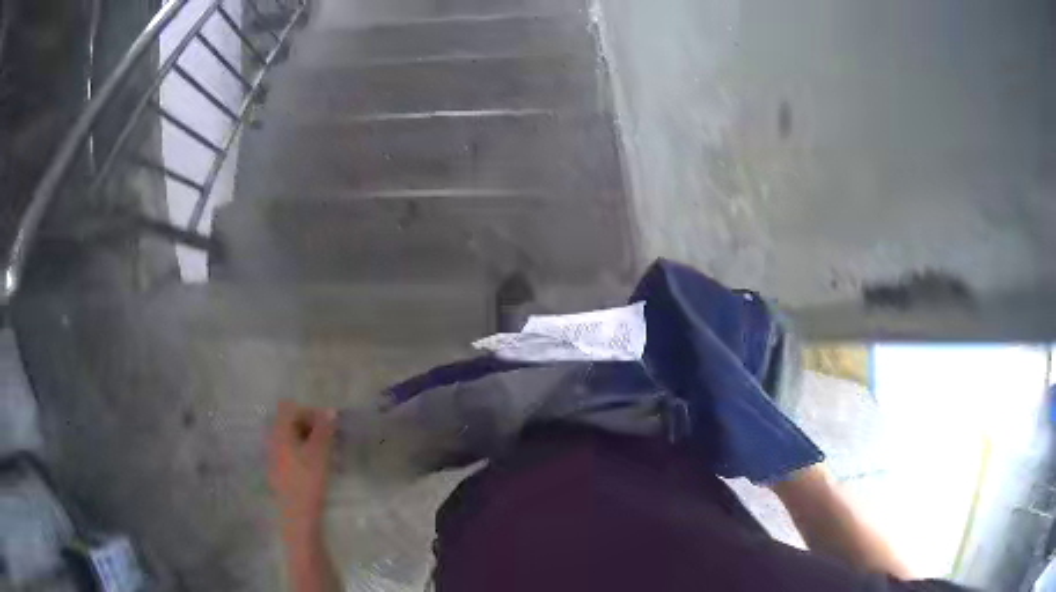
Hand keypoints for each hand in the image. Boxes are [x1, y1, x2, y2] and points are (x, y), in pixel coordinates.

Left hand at [269, 400, 336, 537]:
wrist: (297, 516)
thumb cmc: (308, 481)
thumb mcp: (320, 453)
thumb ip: (324, 430)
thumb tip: (330, 411)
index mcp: (279, 432)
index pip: (290, 407)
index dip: (309, 411)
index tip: (327, 426)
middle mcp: (272, 440)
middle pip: (288, 421)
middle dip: (309, 425)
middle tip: (329, 439)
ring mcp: (273, 456)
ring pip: (290, 437)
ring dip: (308, 439)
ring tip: (326, 454)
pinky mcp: (278, 470)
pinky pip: (290, 451)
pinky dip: (303, 452)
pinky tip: (316, 467)